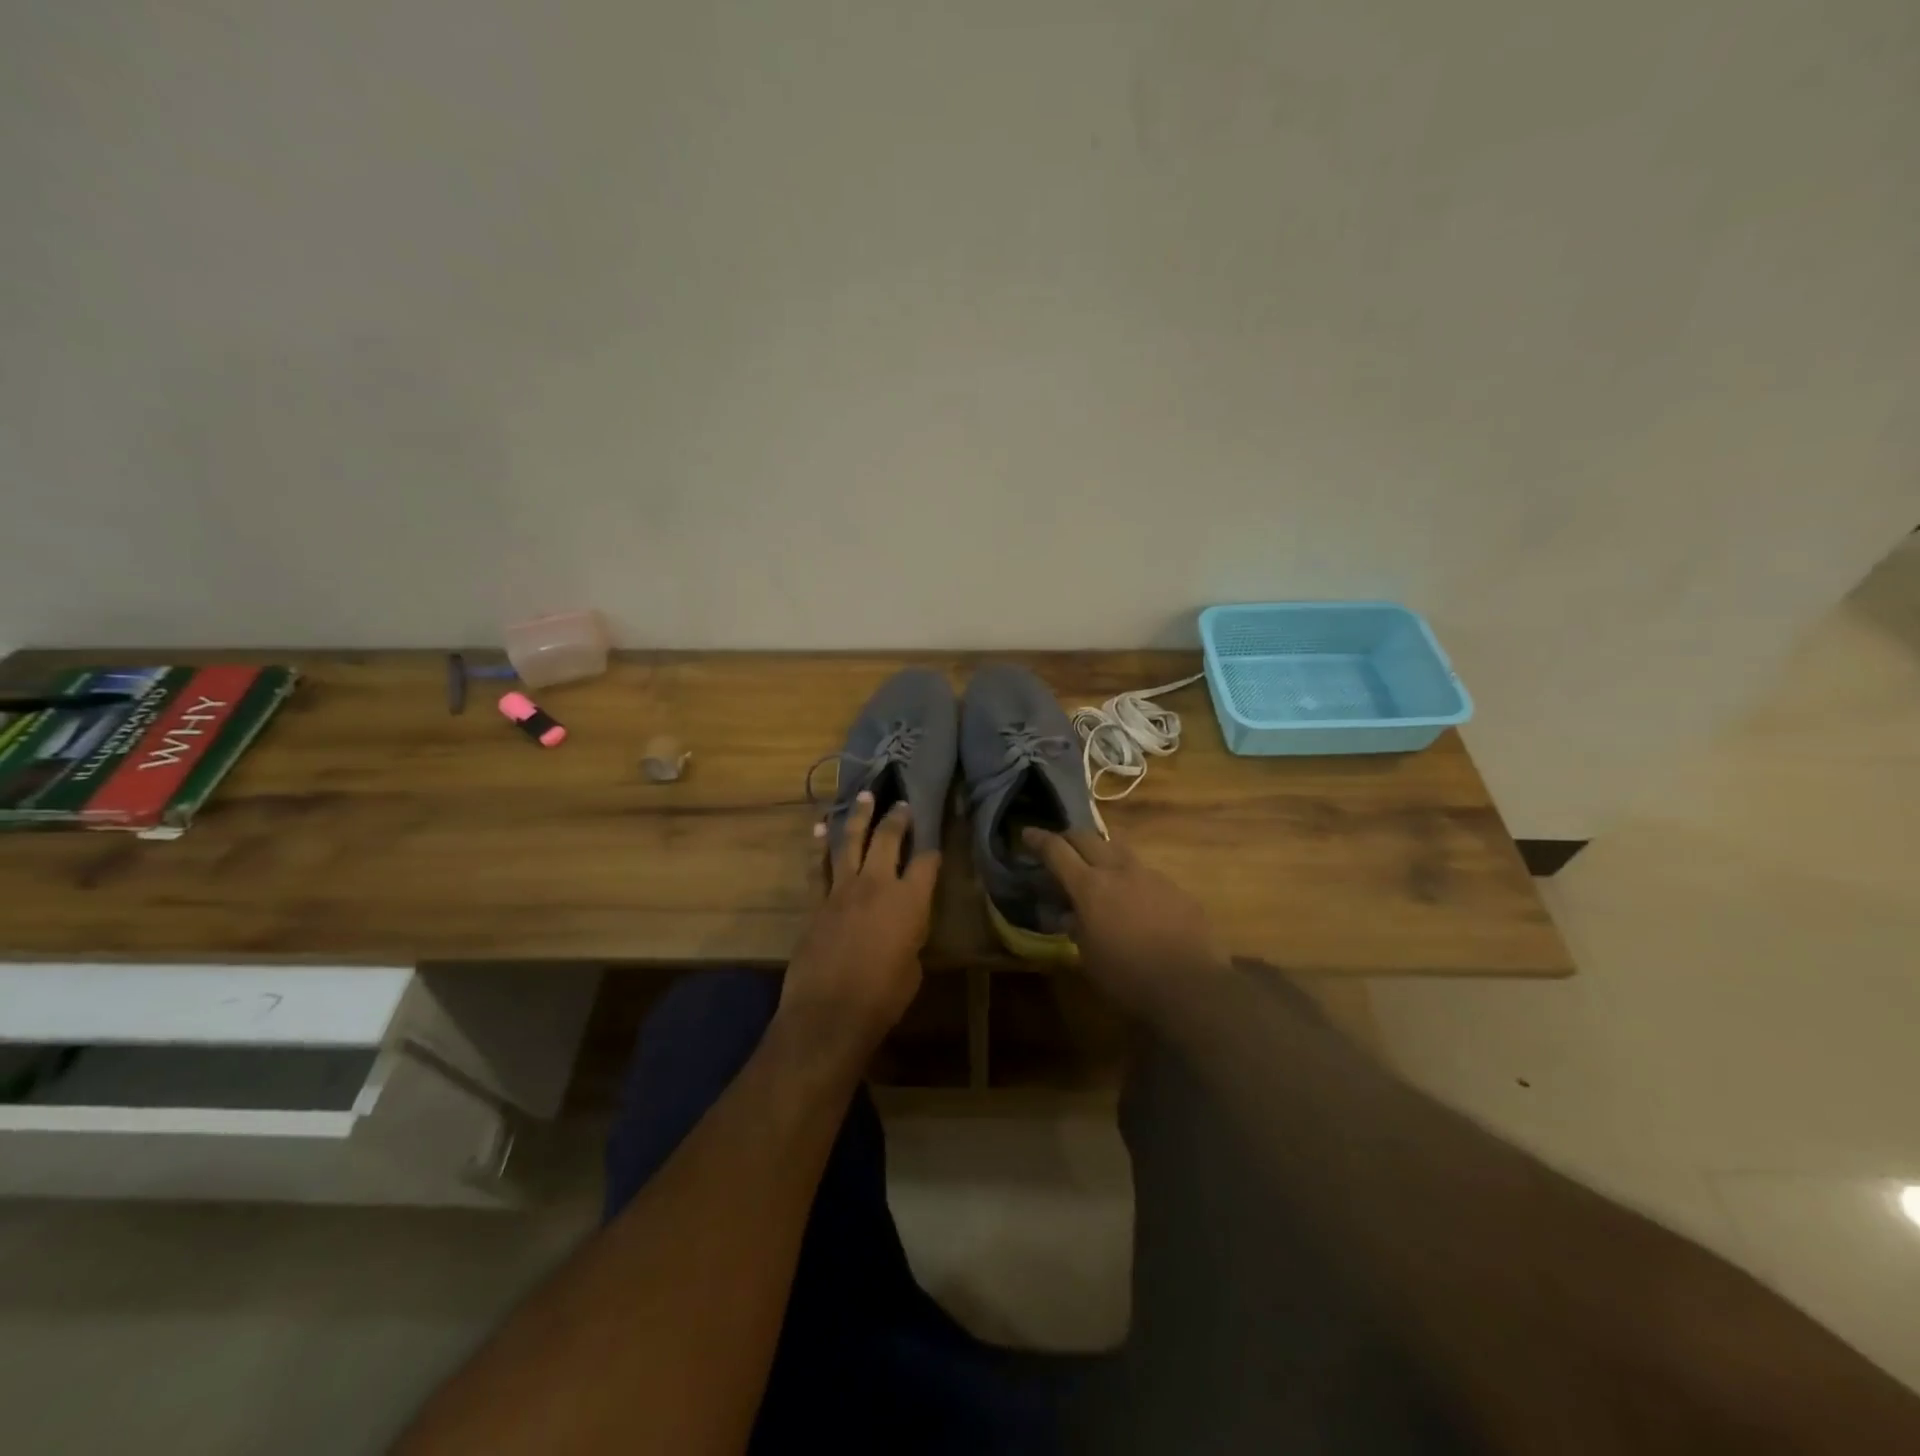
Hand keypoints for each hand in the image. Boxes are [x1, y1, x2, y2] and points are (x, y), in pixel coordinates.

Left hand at [776, 793, 937, 1072]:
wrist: (828, 1012)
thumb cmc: (882, 998)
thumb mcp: (912, 968)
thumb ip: (910, 938)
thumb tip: (903, 929)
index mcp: (910, 901)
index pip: (927, 862)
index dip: (933, 850)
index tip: (935, 841)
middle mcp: (877, 885)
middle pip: (888, 839)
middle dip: (897, 818)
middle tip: (901, 802)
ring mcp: (842, 890)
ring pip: (851, 842)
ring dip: (858, 817)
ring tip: (864, 797)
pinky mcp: (817, 902)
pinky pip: (819, 865)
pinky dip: (820, 844)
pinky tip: (820, 827)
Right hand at [1023, 827, 1225, 1015]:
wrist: (1192, 986)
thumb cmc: (1128, 977)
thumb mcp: (1089, 958)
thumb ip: (1077, 929)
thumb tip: (1072, 916)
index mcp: (1090, 887)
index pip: (1057, 851)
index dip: (1039, 839)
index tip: (1027, 833)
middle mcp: (1119, 871)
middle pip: (1087, 837)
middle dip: (1069, 837)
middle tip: (1060, 846)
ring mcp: (1151, 876)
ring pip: (1119, 849)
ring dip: (1102, 853)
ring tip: (1099, 870)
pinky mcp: (1176, 888)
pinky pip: (1146, 874)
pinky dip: (1133, 879)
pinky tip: (1137, 902)